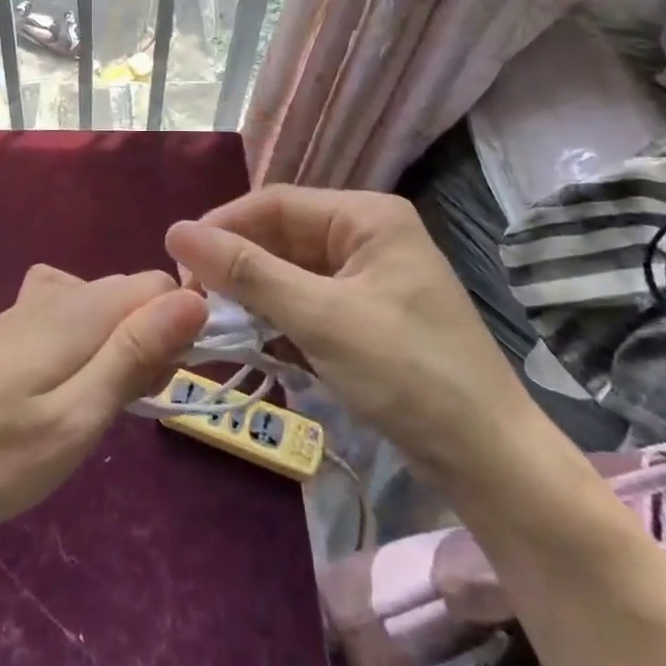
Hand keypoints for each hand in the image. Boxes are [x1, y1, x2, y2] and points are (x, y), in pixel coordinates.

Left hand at [0, 266, 206, 537]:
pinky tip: (53, 394)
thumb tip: (195, 298)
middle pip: (129, 296)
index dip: (178, 329)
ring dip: (113, 349)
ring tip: (89, 409)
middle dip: (147, 341)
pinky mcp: (0, 333)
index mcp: (80, 309)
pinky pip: (63, 321)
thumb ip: (135, 354)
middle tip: (122, 407)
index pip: (160, 286)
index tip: (164, 383)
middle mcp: (54, 295)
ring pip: (96, 310)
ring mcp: (22, 311)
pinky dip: (79, 350)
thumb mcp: (76, 417)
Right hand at [165, 186, 540, 480]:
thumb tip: (175, 230)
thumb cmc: (408, 374)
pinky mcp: (366, 316)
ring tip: (214, 321)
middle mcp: (367, 235)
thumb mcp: (321, 317)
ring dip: (254, 296)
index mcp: (366, 216)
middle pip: (282, 236)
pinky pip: (307, 302)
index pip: (276, 203)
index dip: (222, 226)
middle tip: (191, 299)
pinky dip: (278, 320)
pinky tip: (253, 343)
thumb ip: (247, 272)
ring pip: (290, 272)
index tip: (176, 262)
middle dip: (237, 265)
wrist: (490, 462)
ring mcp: (369, 277)